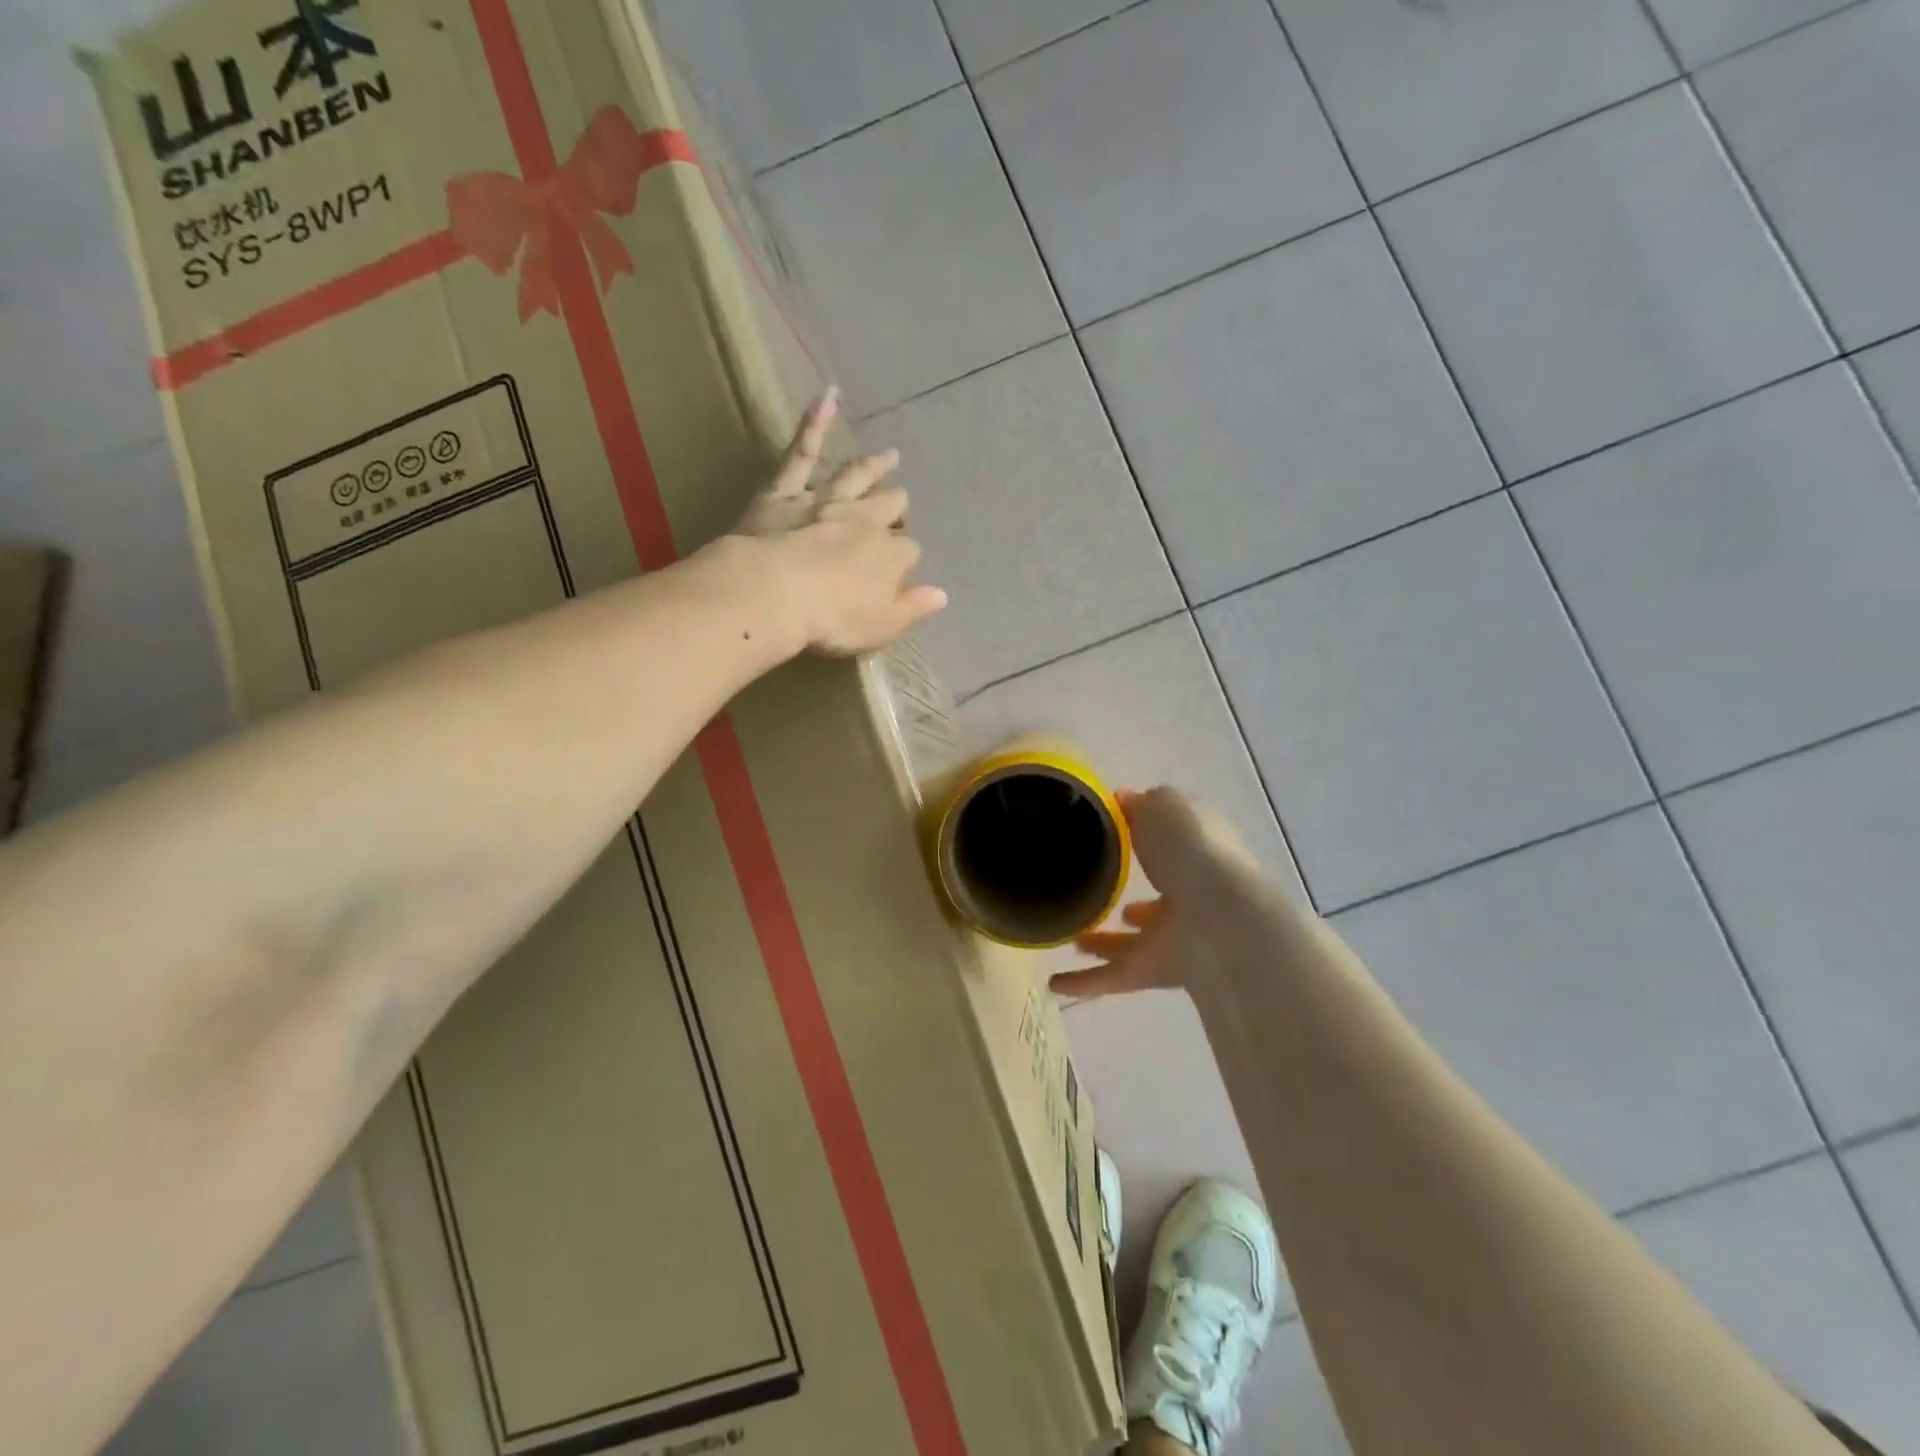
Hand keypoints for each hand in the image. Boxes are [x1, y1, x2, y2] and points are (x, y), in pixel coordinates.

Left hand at [734, 389, 947, 655]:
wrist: (774, 593)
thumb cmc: (832, 619)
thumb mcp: (881, 625)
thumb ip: (912, 608)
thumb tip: (941, 595)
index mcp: (890, 556)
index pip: (908, 552)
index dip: (904, 560)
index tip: (899, 571)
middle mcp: (864, 521)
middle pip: (888, 508)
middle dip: (896, 505)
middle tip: (899, 501)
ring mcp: (826, 501)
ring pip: (856, 476)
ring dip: (874, 466)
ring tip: (889, 456)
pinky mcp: (785, 491)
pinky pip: (802, 451)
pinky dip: (814, 422)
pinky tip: (826, 396)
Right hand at [1052, 787, 1278, 999]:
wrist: (1218, 916)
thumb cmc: (1191, 850)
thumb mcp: (1164, 806)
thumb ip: (1140, 803)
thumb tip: (1122, 800)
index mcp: (1195, 852)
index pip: (1169, 845)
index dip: (1144, 840)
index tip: (1110, 838)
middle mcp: (1188, 894)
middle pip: (1154, 899)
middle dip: (1127, 900)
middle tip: (1093, 895)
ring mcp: (1175, 936)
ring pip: (1132, 941)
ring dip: (1102, 941)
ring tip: (1070, 937)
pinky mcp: (1158, 970)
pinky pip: (1116, 976)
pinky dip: (1085, 982)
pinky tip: (1054, 984)